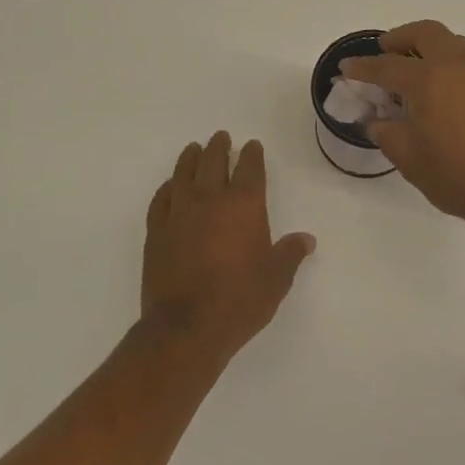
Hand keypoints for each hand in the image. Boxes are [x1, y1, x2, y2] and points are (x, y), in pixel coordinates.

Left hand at [141, 131, 315, 361]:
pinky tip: (170, 186)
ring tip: (194, 148)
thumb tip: (306, 239)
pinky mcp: (157, 231)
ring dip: (190, 158)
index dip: (252, 155)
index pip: (249, 168)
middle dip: (219, 147)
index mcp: (244, 205)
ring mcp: (179, 213)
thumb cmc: (240, 300)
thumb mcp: (276, 279)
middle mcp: (210, 199)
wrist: (186, 327)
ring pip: (183, 174)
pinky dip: (167, 188)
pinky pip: (161, 199)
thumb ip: (290, 253)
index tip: (252, 146)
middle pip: (213, 162)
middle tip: (221, 137)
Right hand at [342, 21, 464, 237]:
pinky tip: (441, 88)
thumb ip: (388, 135)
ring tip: (414, 65)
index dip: (363, 68)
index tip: (346, 68)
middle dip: (400, 37)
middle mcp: (455, 67)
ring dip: (428, 45)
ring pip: (451, 41)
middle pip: (426, 33)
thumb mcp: (411, 160)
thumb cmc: (460, 176)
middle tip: (384, 50)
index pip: (386, 67)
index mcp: (428, 80)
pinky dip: (447, 61)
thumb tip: (377, 121)